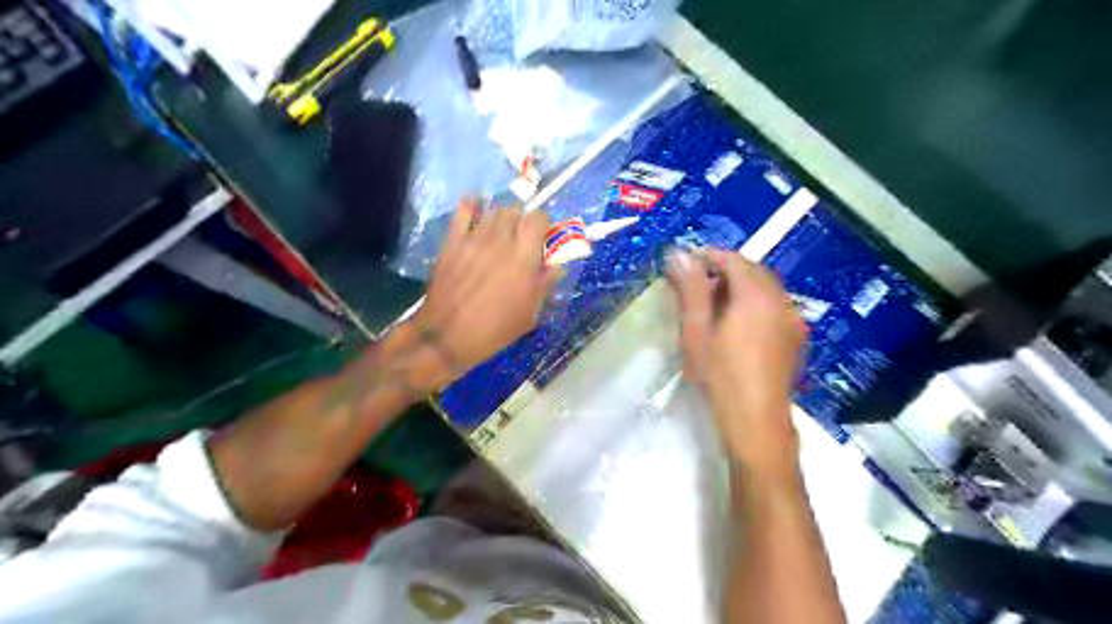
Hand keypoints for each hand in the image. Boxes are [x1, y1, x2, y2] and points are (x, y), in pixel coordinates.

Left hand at [412, 199, 561, 376]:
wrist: (448, 336)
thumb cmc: (495, 329)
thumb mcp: (530, 313)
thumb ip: (545, 283)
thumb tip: (555, 264)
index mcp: (524, 257)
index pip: (539, 218)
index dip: (544, 225)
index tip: (543, 239)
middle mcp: (501, 240)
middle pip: (516, 210)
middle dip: (522, 220)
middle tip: (521, 239)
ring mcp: (474, 238)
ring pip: (493, 209)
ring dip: (501, 218)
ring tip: (500, 233)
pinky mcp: (453, 241)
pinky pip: (463, 210)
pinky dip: (472, 207)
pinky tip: (476, 216)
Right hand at [664, 249, 804, 477]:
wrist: (756, 421)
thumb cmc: (719, 374)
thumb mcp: (697, 330)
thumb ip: (690, 288)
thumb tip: (679, 254)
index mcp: (756, 295)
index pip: (733, 260)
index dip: (708, 257)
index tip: (685, 265)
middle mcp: (781, 301)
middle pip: (753, 271)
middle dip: (725, 271)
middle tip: (696, 285)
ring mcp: (793, 320)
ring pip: (766, 289)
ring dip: (740, 287)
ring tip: (714, 306)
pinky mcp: (796, 338)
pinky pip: (775, 307)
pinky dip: (755, 304)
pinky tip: (738, 325)